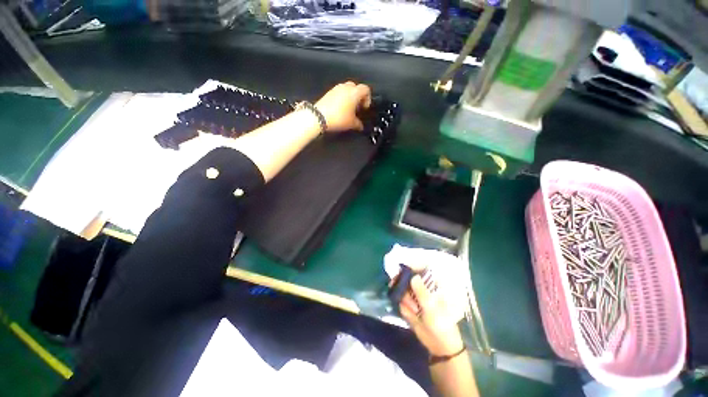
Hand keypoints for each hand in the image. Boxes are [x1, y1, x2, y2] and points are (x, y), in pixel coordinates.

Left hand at [315, 81, 371, 132]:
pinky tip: (340, 109)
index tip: (365, 108)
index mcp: (354, 92)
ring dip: (350, 97)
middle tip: (357, 107)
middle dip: (358, 97)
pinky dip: (342, 98)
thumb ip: (358, 124)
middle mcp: (346, 87)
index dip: (368, 98)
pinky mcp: (328, 92)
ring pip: (347, 89)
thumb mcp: (351, 123)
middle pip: (356, 87)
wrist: (319, 116)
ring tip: (348, 109)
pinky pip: (339, 92)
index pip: (366, 89)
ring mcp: (336, 88)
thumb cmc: (338, 118)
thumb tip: (360, 126)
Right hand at [399, 275, 463, 356]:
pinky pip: (401, 303)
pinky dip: (404, 309)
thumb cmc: (442, 324)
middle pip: (407, 278)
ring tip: (415, 312)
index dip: (410, 267)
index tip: (400, 269)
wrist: (439, 346)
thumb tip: (413, 276)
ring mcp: (415, 297)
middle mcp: (423, 288)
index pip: (420, 269)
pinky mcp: (409, 306)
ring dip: (405, 301)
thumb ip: (422, 292)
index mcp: (433, 285)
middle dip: (402, 284)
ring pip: (402, 291)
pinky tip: (412, 316)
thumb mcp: (432, 308)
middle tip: (396, 287)